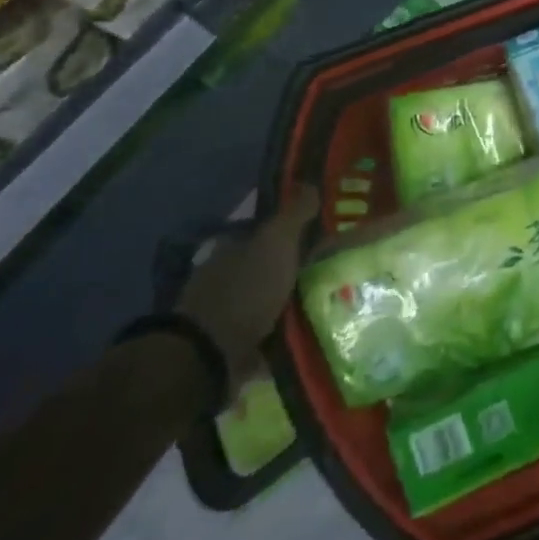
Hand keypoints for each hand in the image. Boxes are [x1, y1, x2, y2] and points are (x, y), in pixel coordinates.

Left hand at [176, 185, 318, 387]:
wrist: (210, 355)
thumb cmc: (246, 289)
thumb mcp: (276, 242)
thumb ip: (295, 214)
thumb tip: (311, 184)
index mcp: (231, 247)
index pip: (264, 233)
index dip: (291, 234)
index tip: (319, 240)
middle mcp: (223, 277)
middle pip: (265, 268)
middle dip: (291, 272)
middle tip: (328, 275)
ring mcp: (223, 315)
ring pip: (265, 303)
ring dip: (287, 306)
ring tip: (323, 309)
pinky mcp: (227, 349)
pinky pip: (262, 337)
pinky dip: (280, 337)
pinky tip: (304, 337)